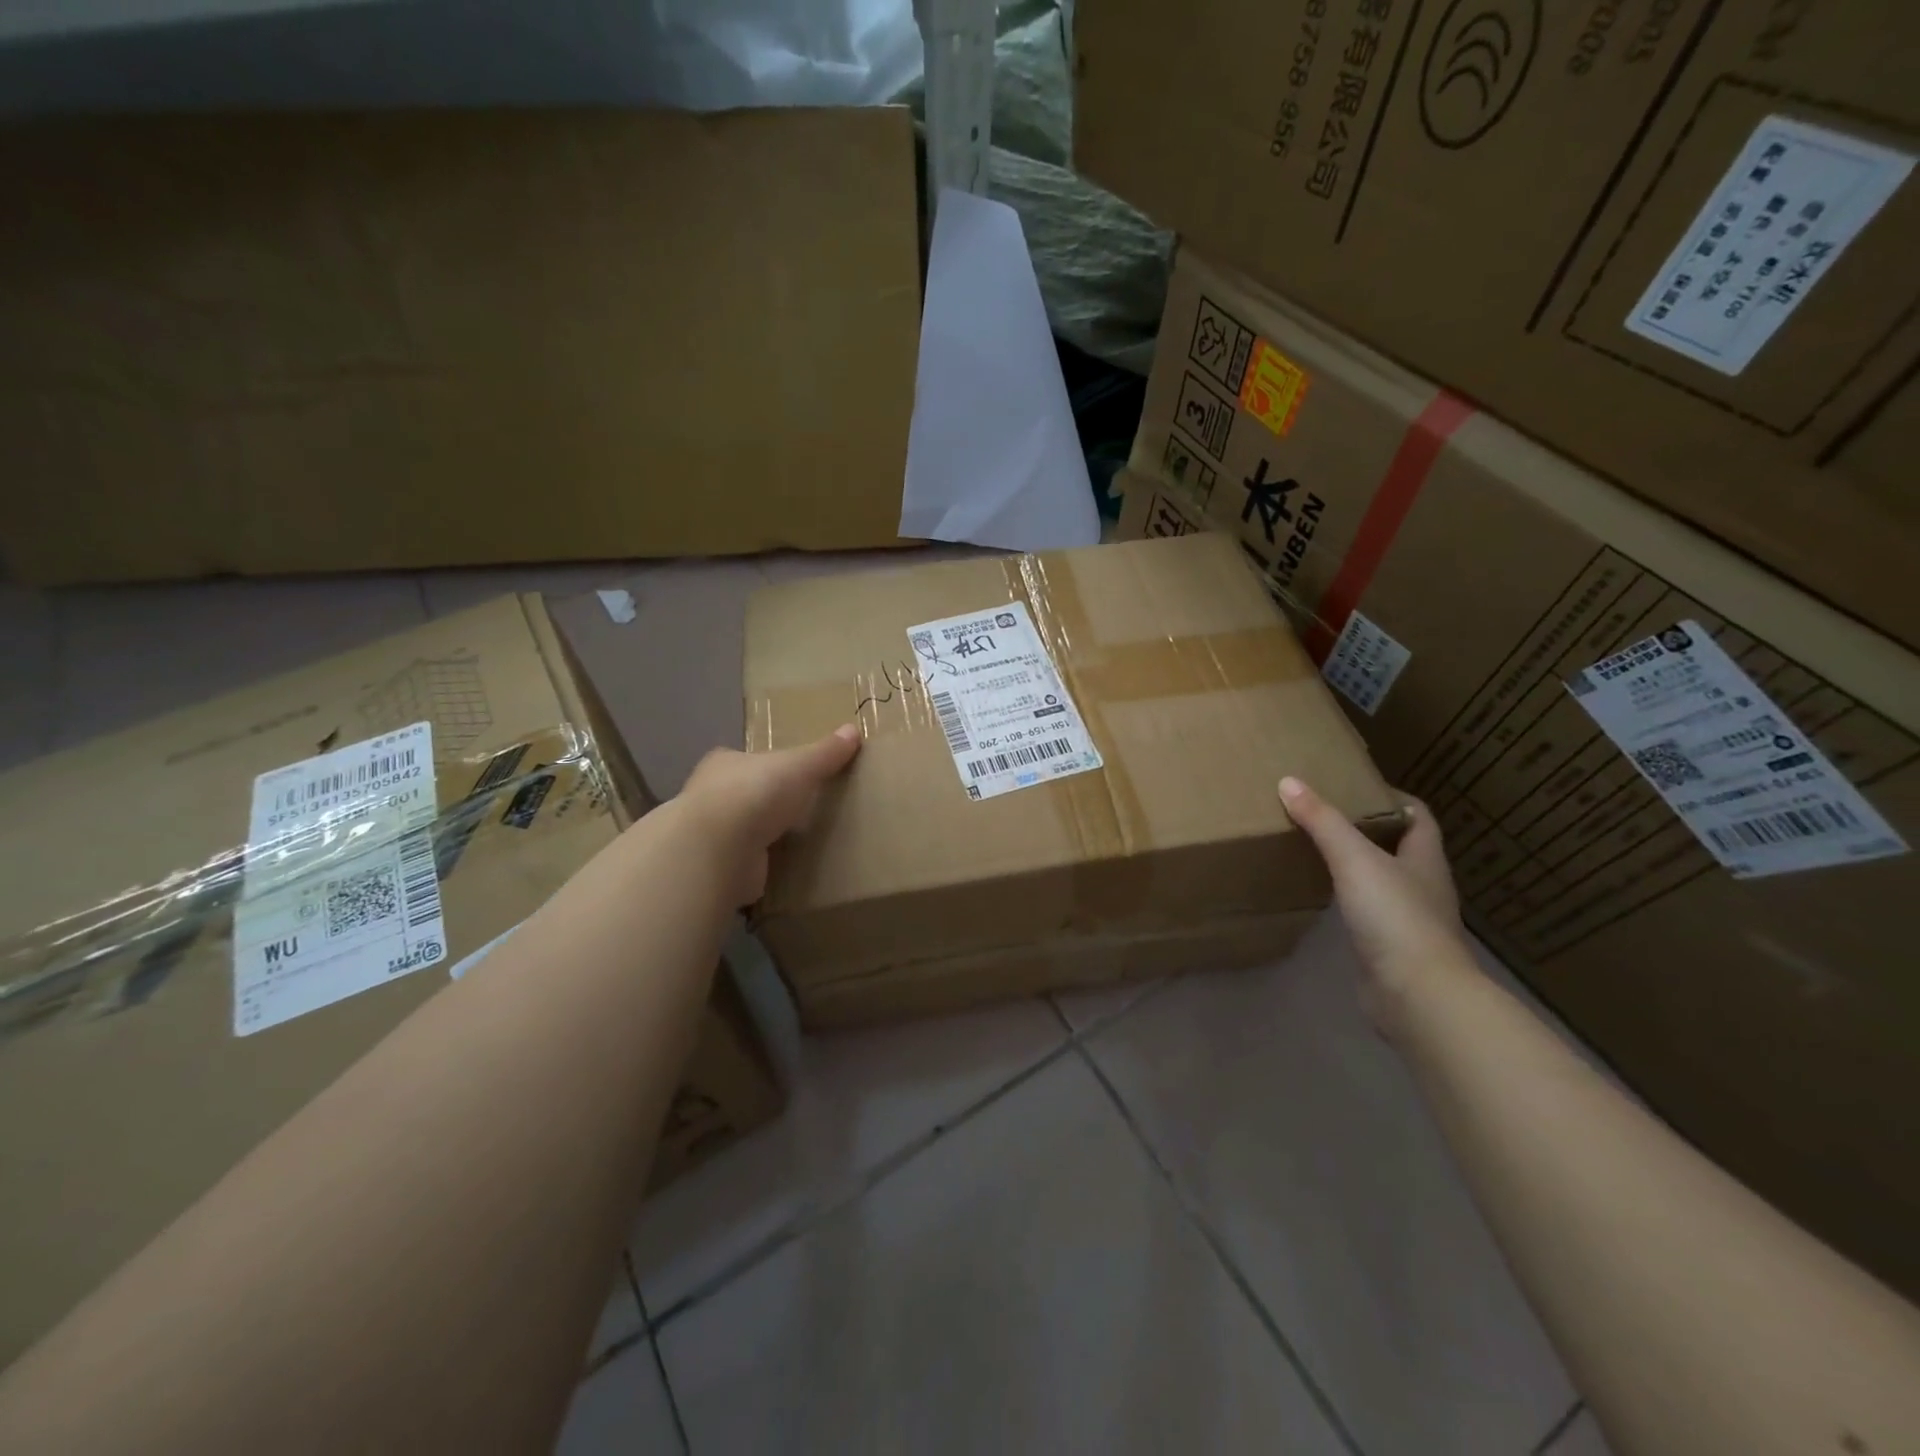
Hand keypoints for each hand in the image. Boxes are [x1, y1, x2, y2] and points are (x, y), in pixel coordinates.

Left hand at [678, 725, 862, 904]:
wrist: (719, 850)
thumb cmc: (756, 793)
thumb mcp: (800, 766)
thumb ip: (825, 752)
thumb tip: (853, 729)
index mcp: (724, 763)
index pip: (744, 759)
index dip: (765, 764)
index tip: (787, 773)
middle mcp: (711, 796)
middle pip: (743, 794)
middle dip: (765, 801)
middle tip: (799, 807)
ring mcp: (712, 835)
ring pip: (742, 830)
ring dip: (762, 835)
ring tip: (797, 839)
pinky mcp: (719, 868)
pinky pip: (746, 862)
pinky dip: (761, 864)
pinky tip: (783, 867)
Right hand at [1278, 776, 1470, 1022]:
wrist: (1416, 995)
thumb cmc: (1394, 916)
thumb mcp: (1354, 859)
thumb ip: (1322, 821)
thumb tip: (1289, 782)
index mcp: (1425, 859)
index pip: (1418, 816)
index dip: (1392, 798)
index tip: (1356, 786)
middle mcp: (1423, 886)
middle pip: (1400, 847)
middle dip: (1368, 830)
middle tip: (1325, 815)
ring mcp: (1410, 920)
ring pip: (1383, 881)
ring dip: (1357, 866)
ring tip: (1317, 851)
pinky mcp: (1391, 950)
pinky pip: (1369, 913)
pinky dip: (1349, 900)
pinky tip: (1324, 898)